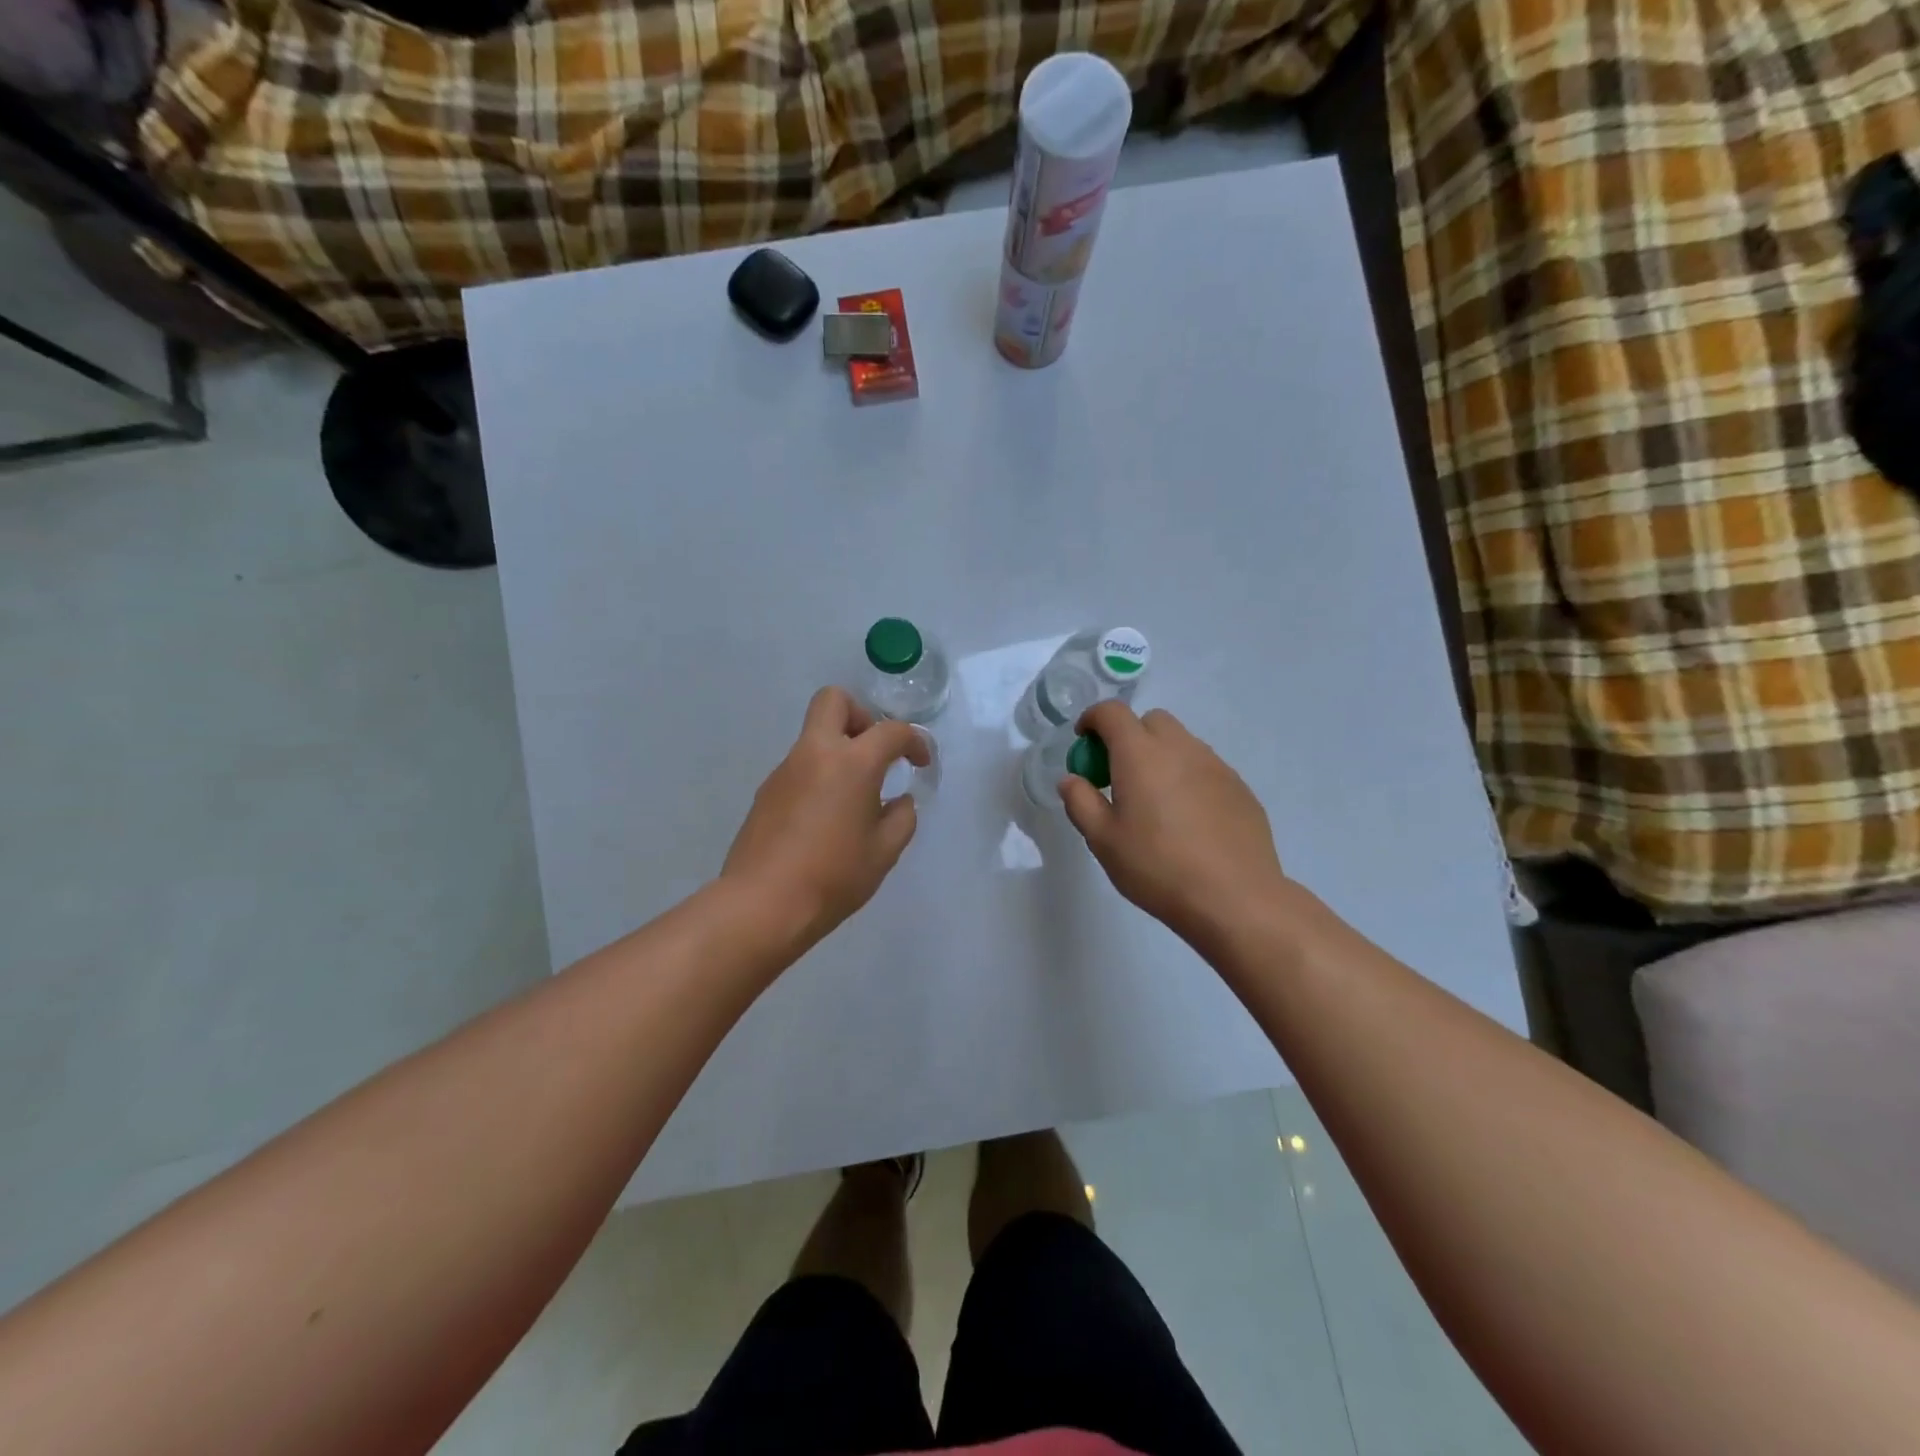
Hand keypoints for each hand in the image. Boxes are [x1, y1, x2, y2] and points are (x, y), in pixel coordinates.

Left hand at [723, 687, 929, 950]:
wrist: (762, 905)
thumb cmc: (834, 876)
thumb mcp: (884, 851)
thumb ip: (901, 817)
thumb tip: (898, 800)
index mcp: (852, 763)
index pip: (891, 731)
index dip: (915, 741)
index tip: (921, 764)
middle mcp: (815, 753)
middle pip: (834, 701)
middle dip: (861, 716)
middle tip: (875, 753)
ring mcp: (784, 770)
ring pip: (815, 736)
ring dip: (839, 751)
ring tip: (854, 801)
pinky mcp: (766, 792)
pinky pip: (800, 768)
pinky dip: (819, 777)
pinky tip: (826, 820)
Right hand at [1061, 702, 1285, 947]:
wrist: (1235, 898)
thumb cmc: (1158, 867)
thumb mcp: (1103, 841)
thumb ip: (1080, 802)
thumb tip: (1071, 779)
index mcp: (1141, 754)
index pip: (1112, 712)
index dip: (1092, 719)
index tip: (1084, 744)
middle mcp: (1180, 748)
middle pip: (1150, 721)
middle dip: (1129, 736)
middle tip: (1118, 775)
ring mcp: (1216, 765)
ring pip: (1181, 742)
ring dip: (1160, 756)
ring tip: (1154, 801)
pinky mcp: (1240, 787)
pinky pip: (1205, 767)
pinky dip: (1187, 777)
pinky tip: (1188, 820)